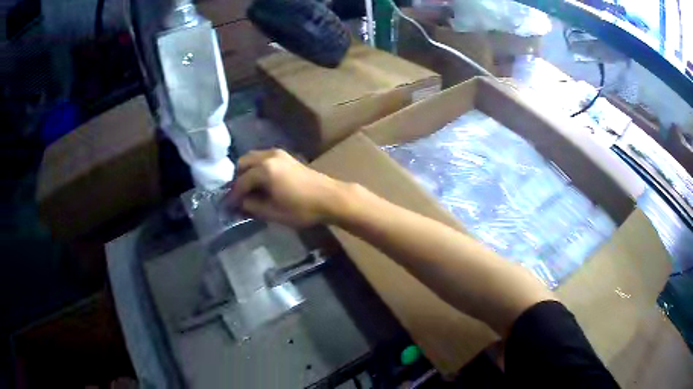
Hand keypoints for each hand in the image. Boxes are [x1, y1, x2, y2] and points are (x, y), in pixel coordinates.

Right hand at [228, 149, 347, 227]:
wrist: (330, 198)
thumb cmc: (302, 209)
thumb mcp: (273, 212)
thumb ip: (251, 206)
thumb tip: (238, 203)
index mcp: (264, 170)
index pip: (240, 182)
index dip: (233, 196)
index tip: (228, 206)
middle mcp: (268, 156)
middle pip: (243, 163)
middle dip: (237, 179)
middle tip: (238, 196)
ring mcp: (279, 153)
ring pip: (253, 158)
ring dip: (247, 172)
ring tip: (248, 190)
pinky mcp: (287, 156)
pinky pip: (263, 158)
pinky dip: (257, 168)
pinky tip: (261, 183)